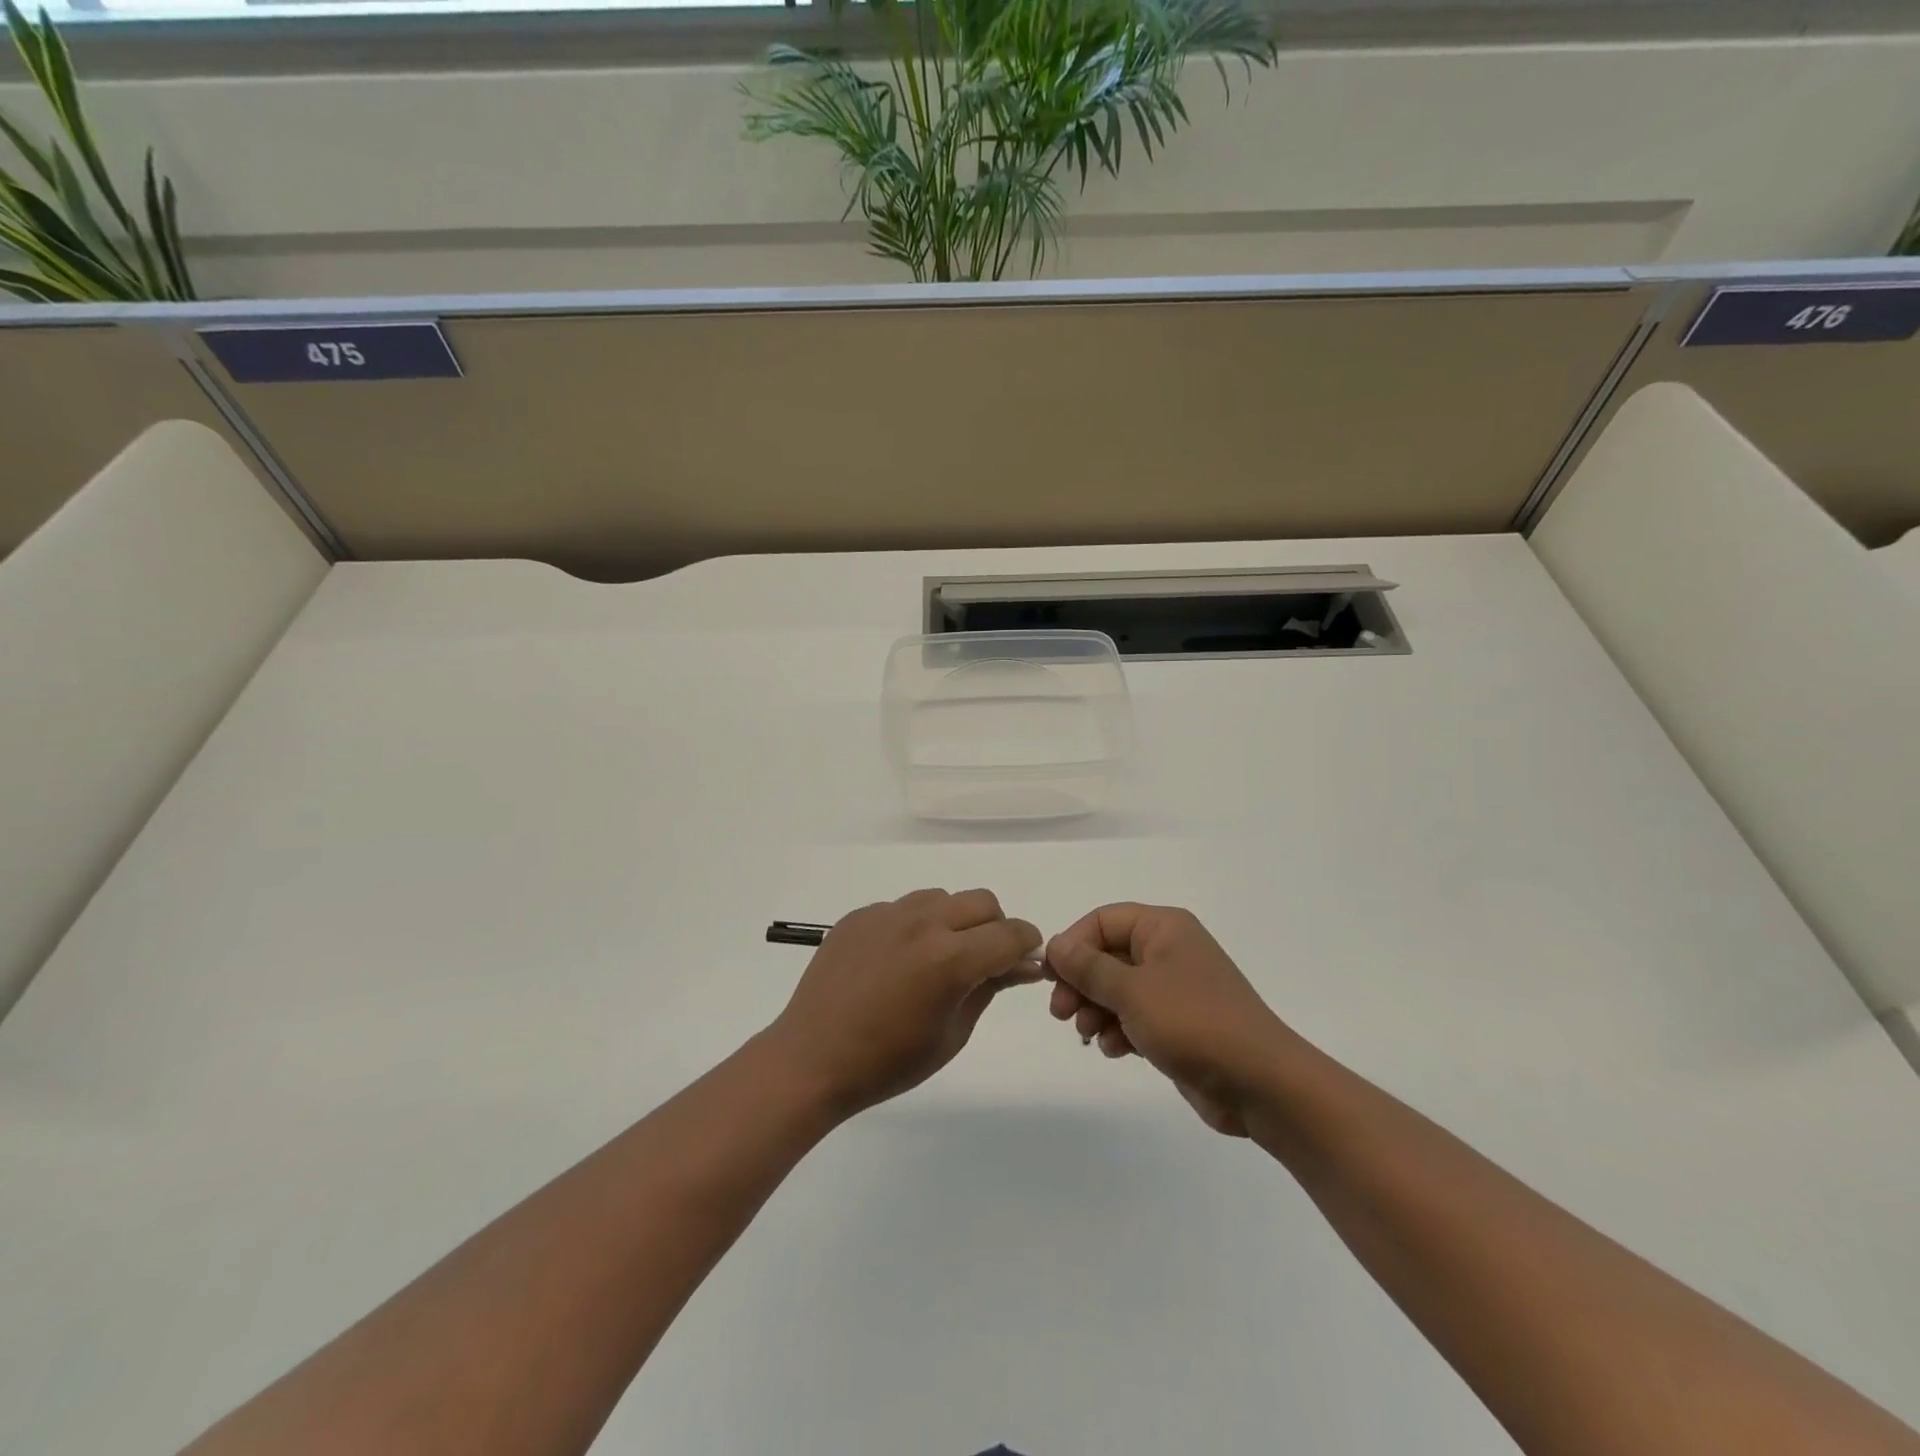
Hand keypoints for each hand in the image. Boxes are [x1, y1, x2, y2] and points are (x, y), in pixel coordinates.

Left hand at [766, 888, 1042, 1118]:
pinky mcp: (860, 915)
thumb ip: (991, 987)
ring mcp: (887, 914)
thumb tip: (1024, 964)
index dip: (1027, 945)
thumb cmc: (888, 1062)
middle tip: (984, 960)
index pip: (1010, 934)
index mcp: (950, 958)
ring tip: (937, 957)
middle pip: (982, 902)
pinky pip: (902, 908)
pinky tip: (897, 961)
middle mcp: (922, 923)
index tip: (1025, 961)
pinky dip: (915, 926)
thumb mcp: (952, 1033)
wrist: (812, 1059)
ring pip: (942, 898)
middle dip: (995, 927)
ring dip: (955, 920)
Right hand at [1046, 904, 1289, 1135]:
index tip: (1050, 976)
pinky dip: (1118, 1030)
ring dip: (1096, 1010)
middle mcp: (1169, 951)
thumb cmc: (1194, 1023)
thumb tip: (1055, 944)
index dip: (1073, 944)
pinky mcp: (1178, 1025)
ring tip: (1087, 1034)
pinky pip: (1135, 1017)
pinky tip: (1113, 1050)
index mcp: (1164, 928)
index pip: (1103, 920)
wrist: (1261, 1084)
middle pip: (1108, 955)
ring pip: (1118, 989)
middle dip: (1081, 983)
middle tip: (1060, 1013)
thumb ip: (1089, 968)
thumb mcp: (1133, 991)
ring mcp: (1175, 989)